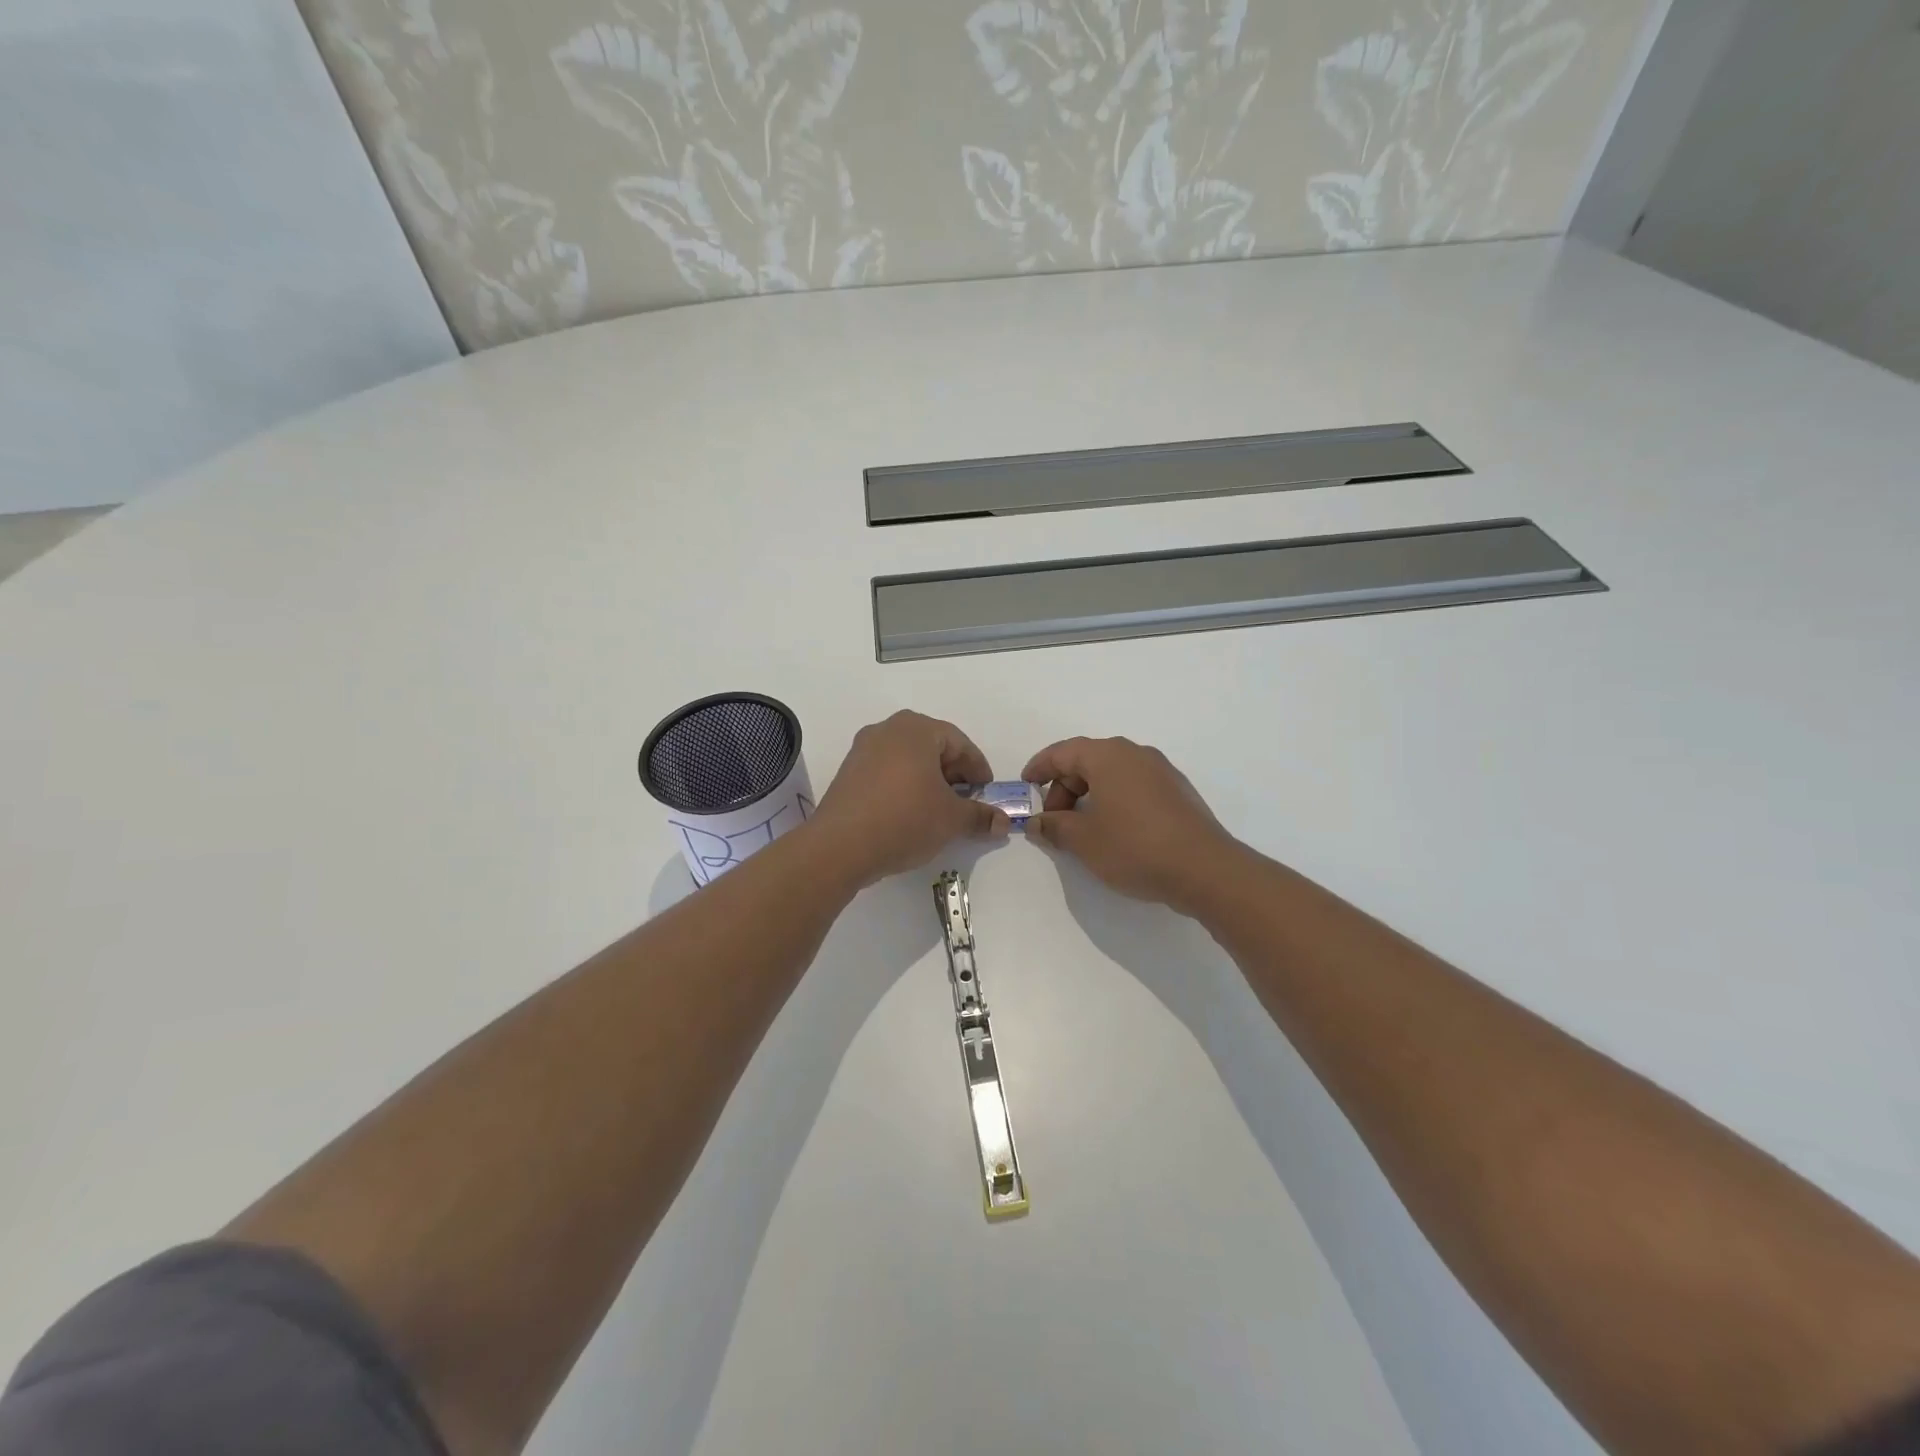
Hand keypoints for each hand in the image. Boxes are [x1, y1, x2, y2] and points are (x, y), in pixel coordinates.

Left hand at [810, 711, 1009, 887]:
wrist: (840, 846)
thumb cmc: (905, 819)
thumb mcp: (951, 820)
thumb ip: (980, 816)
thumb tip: (1002, 823)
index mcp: (917, 729)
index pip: (959, 743)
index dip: (978, 769)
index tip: (987, 792)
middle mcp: (887, 730)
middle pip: (932, 747)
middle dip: (953, 774)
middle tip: (966, 801)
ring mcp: (863, 749)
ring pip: (908, 759)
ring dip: (928, 781)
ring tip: (939, 810)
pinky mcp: (848, 772)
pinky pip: (886, 772)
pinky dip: (904, 787)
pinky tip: (909, 813)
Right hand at [1023, 736, 1242, 913]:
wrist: (1204, 869)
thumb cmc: (1135, 847)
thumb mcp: (1084, 840)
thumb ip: (1055, 827)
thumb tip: (1038, 823)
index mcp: (1108, 756)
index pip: (1063, 751)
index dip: (1039, 767)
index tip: (1025, 785)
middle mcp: (1136, 754)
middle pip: (1088, 761)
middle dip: (1064, 787)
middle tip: (1054, 821)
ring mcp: (1161, 771)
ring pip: (1113, 774)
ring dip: (1090, 795)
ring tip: (1082, 829)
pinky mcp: (1178, 792)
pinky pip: (1134, 786)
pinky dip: (1114, 800)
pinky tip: (1114, 831)